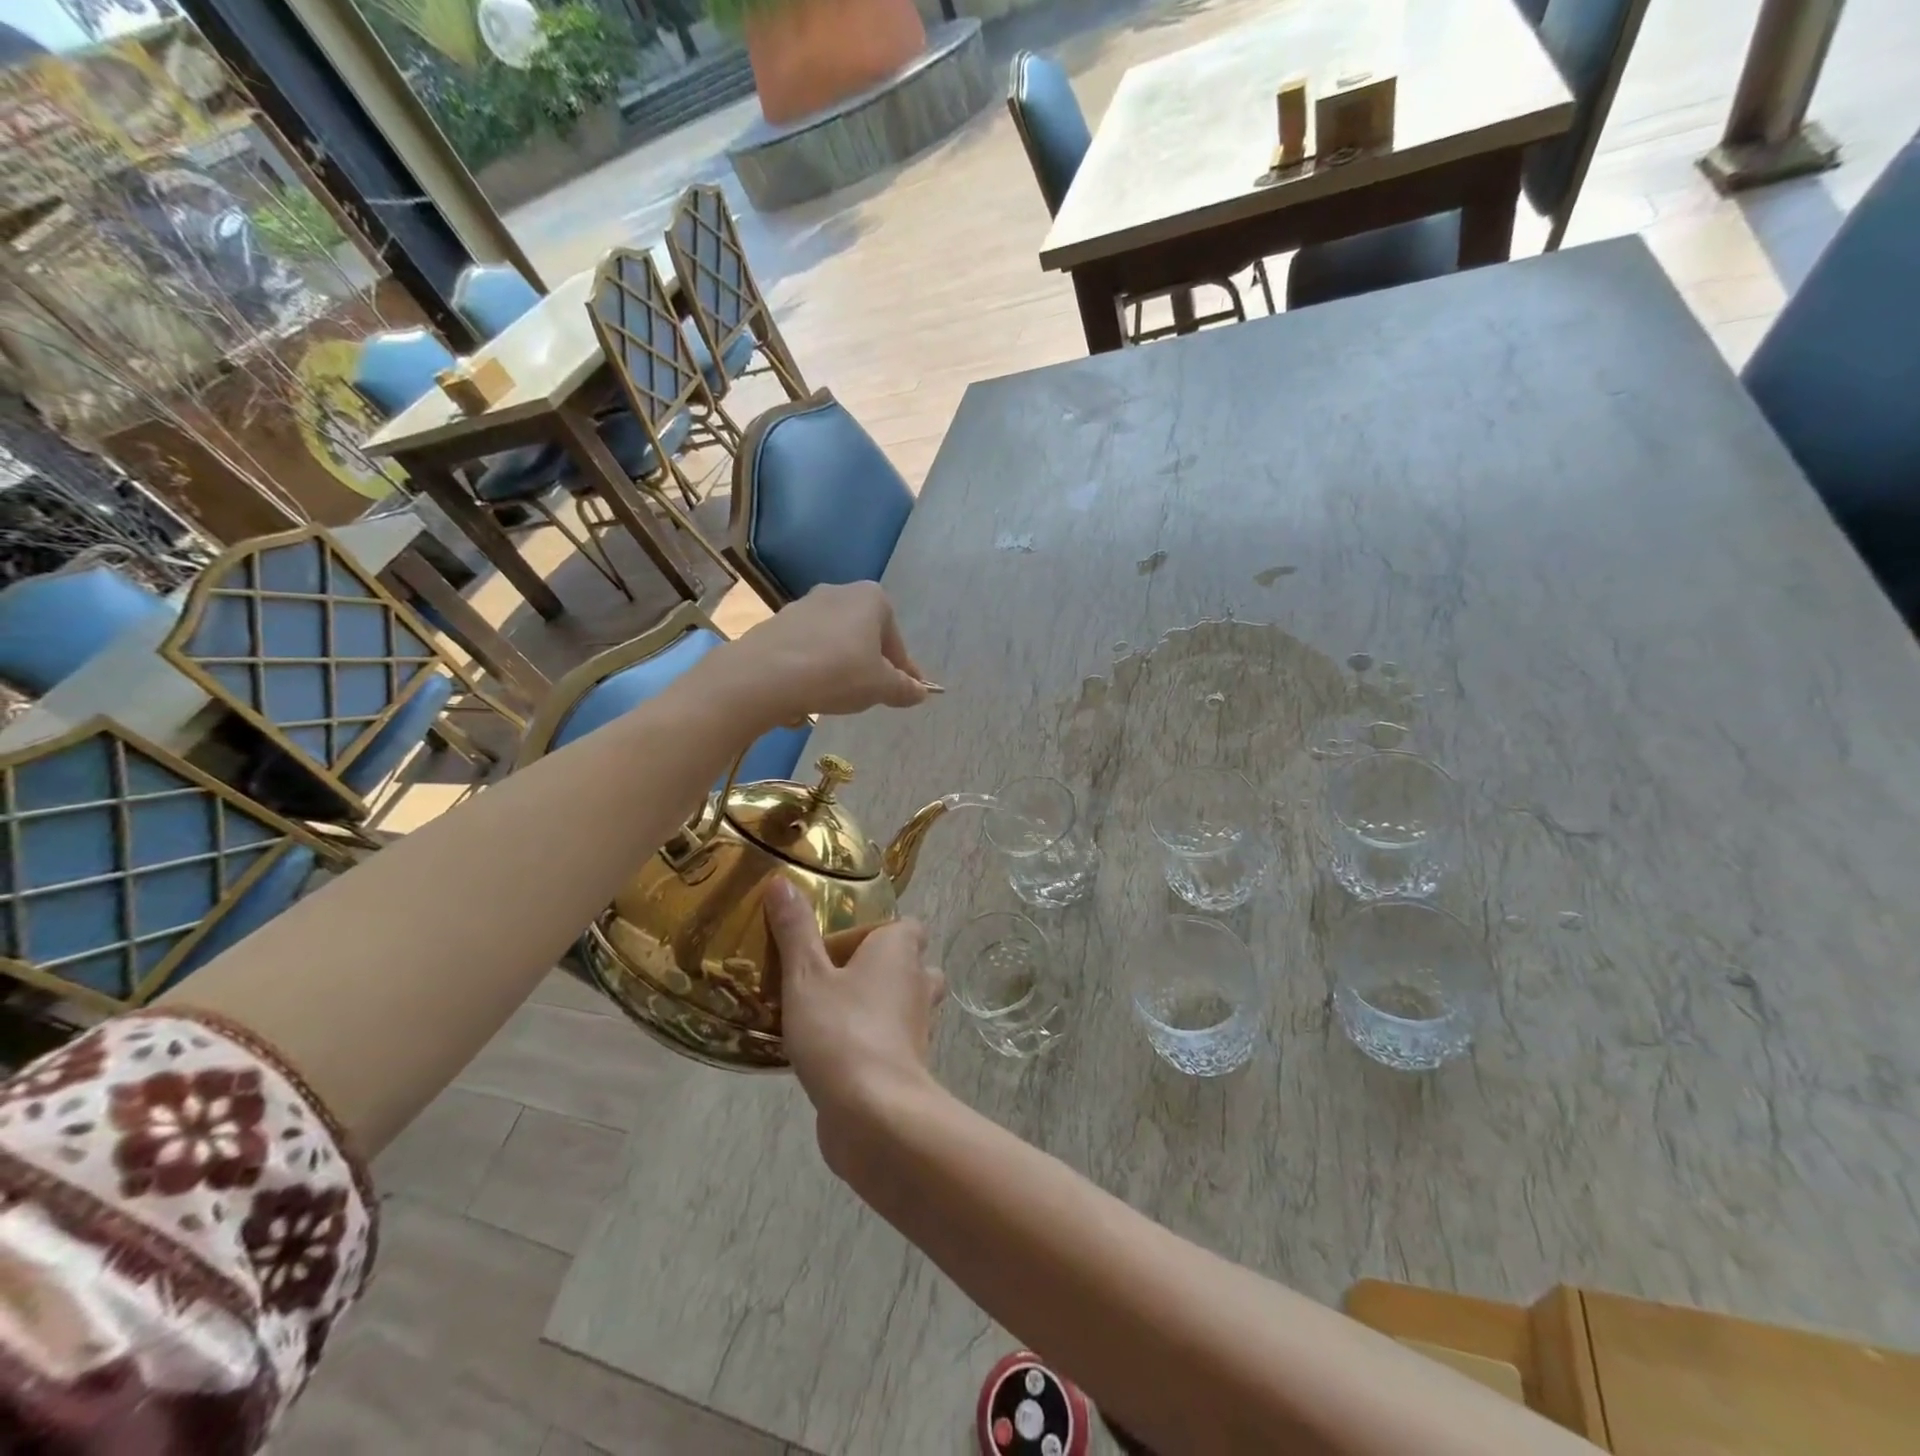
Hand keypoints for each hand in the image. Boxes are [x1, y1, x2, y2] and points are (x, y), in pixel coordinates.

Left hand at [705, 583, 928, 729]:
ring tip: (837, 696)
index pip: (896, 641)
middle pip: (865, 636)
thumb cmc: (838, 673)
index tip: (905, 693)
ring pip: (835, 641)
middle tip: (871, 694)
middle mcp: (839, 592)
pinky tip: (809, 692)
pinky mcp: (777, 623)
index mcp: (873, 599)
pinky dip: (813, 668)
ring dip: (840, 666)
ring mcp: (804, 605)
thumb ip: (905, 688)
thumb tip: (921, 692)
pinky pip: (807, 649)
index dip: (903, 671)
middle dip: (869, 664)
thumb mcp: (881, 687)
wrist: (766, 675)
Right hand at [765, 880, 944, 1164]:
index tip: (834, 946)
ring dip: (874, 1006)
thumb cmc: (841, 1030)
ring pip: (902, 1003)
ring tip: (826, 1013)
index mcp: (900, 950)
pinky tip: (830, 1053)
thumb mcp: (805, 976)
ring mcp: (918, 1026)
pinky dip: (870, 1041)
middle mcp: (919, 981)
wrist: (874, 1114)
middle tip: (832, 978)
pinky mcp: (909, 1065)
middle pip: (908, 963)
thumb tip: (782, 881)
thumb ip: (795, 931)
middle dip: (878, 968)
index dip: (874, 931)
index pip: (905, 925)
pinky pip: (891, 1040)